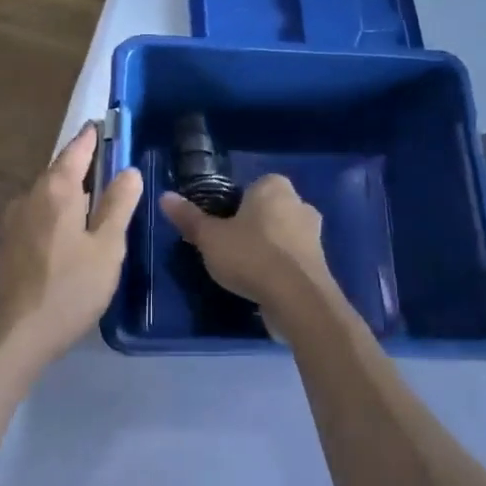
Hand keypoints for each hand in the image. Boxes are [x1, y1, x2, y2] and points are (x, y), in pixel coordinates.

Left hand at [0, 122, 143, 368]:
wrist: (17, 333)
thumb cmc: (70, 287)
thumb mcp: (107, 246)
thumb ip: (118, 205)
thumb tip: (129, 170)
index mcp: (57, 190)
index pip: (76, 150)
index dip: (92, 138)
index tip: (104, 126)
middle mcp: (31, 196)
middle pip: (60, 171)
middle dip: (82, 165)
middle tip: (109, 165)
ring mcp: (15, 219)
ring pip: (48, 194)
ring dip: (70, 191)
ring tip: (94, 200)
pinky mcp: (9, 242)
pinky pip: (39, 213)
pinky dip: (57, 211)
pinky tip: (70, 231)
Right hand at [158, 175, 338, 329]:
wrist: (297, 299)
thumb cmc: (250, 256)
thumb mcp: (210, 238)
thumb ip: (189, 218)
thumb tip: (165, 197)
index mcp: (274, 186)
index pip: (250, 187)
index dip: (233, 206)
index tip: (220, 227)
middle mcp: (299, 202)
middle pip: (267, 211)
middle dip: (252, 226)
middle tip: (229, 248)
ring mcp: (314, 234)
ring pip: (282, 235)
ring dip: (267, 249)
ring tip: (245, 271)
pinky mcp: (320, 263)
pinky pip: (292, 259)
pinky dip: (280, 268)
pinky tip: (263, 285)